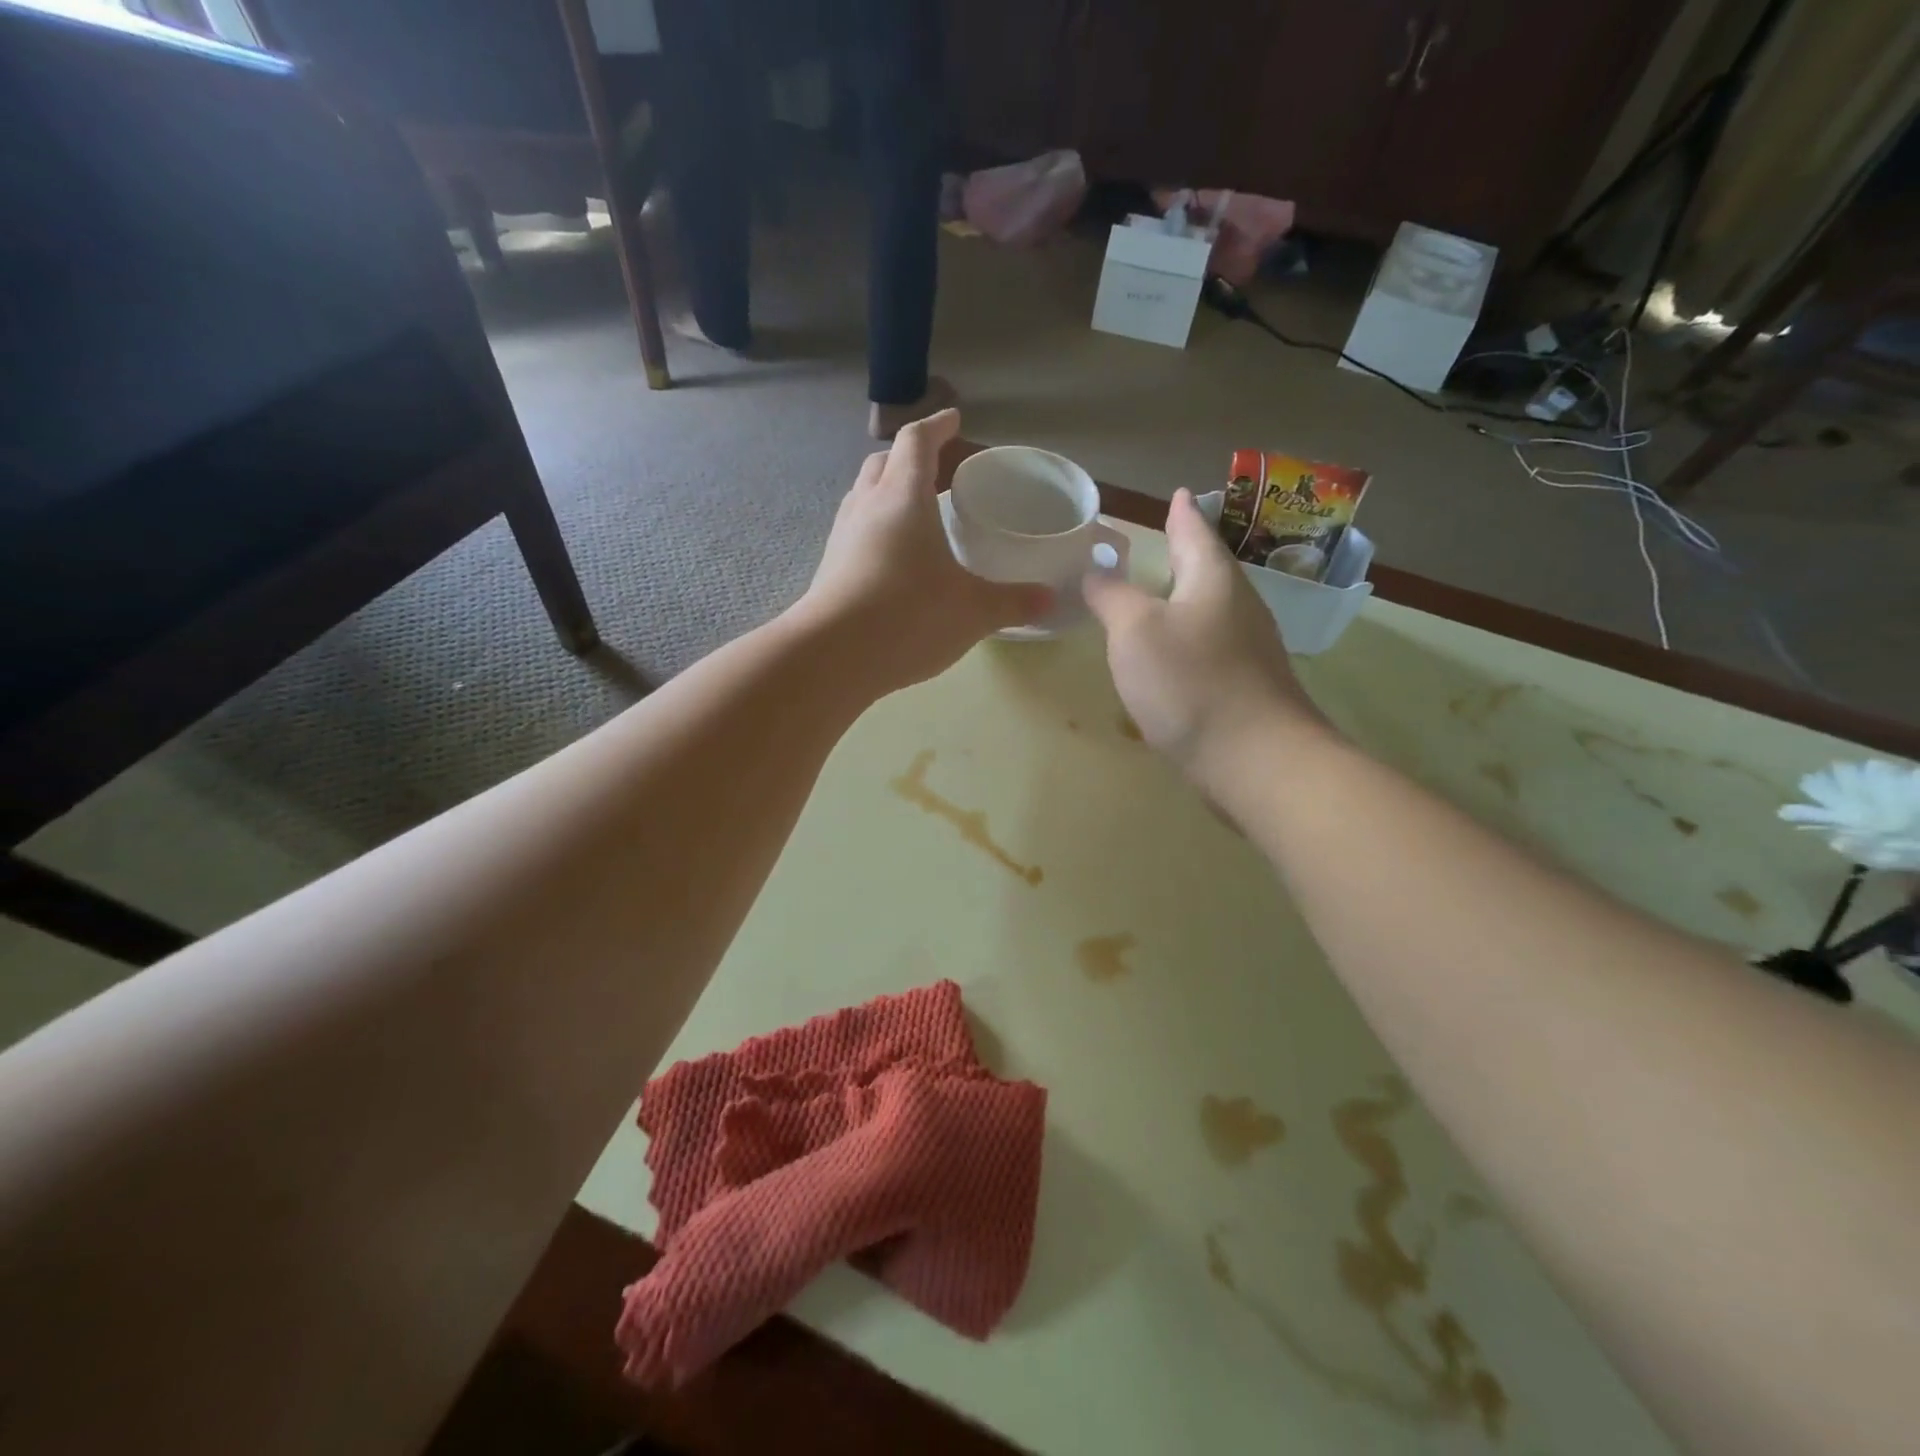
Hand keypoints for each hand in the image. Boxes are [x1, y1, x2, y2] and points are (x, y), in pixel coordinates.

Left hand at [797, 410, 1051, 694]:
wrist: (832, 657)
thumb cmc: (909, 616)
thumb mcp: (973, 611)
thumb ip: (1012, 602)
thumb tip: (1048, 599)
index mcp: (903, 497)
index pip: (916, 441)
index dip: (937, 425)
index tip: (954, 419)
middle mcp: (867, 507)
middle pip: (883, 463)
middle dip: (910, 458)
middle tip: (938, 470)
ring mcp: (841, 537)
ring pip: (863, 496)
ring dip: (888, 493)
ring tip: (916, 513)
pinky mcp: (828, 569)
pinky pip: (855, 531)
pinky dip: (876, 529)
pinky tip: (893, 559)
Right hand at [1083, 489, 1327, 790]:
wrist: (1254, 760)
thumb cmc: (1190, 682)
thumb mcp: (1135, 631)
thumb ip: (1112, 597)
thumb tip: (1095, 571)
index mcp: (1213, 580)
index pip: (1194, 533)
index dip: (1180, 514)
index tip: (1176, 495)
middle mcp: (1239, 607)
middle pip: (1208, 571)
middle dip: (1186, 555)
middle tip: (1164, 541)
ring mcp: (1249, 650)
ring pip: (1211, 611)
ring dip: (1185, 600)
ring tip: (1160, 597)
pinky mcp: (1247, 688)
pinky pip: (1211, 650)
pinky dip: (1188, 642)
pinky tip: (1171, 660)